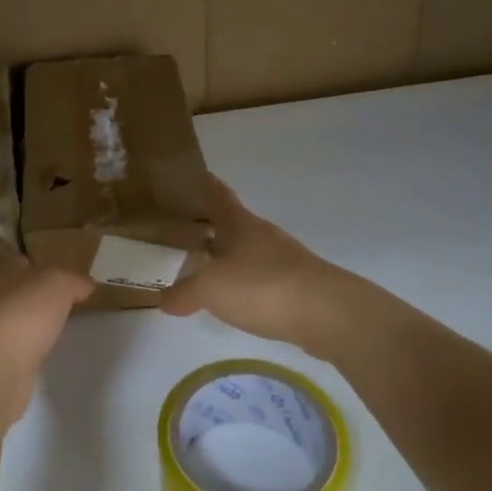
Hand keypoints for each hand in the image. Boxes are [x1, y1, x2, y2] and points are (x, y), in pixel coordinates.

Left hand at [0, 252, 93, 423]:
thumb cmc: (23, 312)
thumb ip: (74, 280)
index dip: (37, 266)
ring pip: (9, 318)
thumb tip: (86, 284)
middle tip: (60, 303)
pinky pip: (9, 345)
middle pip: (11, 289)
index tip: (59, 278)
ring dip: (27, 322)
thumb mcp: (59, 285)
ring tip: (53, 328)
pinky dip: (23, 346)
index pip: (16, 260)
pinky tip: (40, 351)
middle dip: (32, 295)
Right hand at [161, 176, 359, 351]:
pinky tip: (233, 300)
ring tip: (201, 270)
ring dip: (226, 258)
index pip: (218, 194)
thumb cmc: (262, 286)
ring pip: (247, 252)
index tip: (190, 176)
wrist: (328, 314)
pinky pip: (260, 279)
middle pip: (232, 224)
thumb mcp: (211, 289)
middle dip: (208, 227)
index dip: (203, 184)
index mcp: (240, 224)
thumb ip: (184, 292)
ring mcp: (283, 261)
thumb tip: (163, 299)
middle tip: (179, 232)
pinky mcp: (297, 287)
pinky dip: (243, 285)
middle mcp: (262, 235)